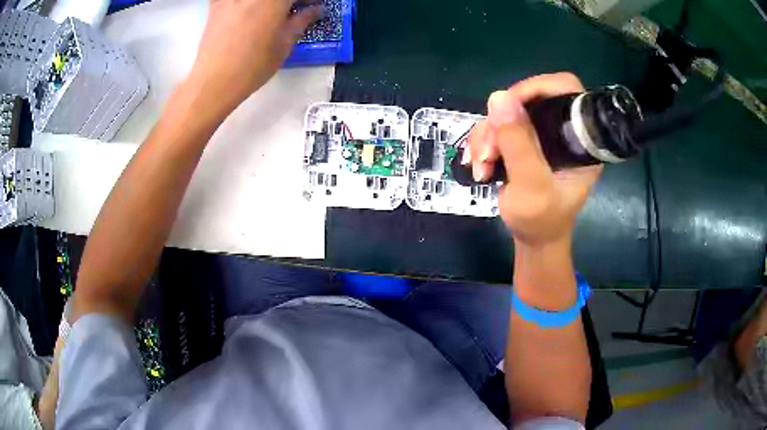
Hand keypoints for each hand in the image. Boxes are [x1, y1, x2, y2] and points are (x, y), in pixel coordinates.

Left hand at [188, 0, 322, 114]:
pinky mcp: (217, 3)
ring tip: (271, 14)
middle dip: (288, 1)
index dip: (309, 0)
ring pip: (257, 0)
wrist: (214, 81)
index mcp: (275, 0)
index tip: (313, 6)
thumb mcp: (284, 44)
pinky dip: (244, 5)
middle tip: (294, 9)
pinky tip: (246, 11)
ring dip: (269, 3)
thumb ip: (301, 21)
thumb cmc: (251, 66)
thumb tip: (314, 11)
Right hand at [466, 73, 601, 246]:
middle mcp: (562, 130)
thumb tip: (498, 97)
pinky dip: (483, 143)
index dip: (537, 88)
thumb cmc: (541, 220)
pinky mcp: (525, 141)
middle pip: (528, 100)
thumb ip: (518, 145)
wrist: (532, 239)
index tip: (508, 107)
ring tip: (480, 166)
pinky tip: (478, 164)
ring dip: (486, 137)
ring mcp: (542, 135)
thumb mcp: (531, 187)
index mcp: (580, 139)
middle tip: (487, 151)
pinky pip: (498, 126)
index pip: (565, 90)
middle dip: (501, 123)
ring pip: (507, 113)